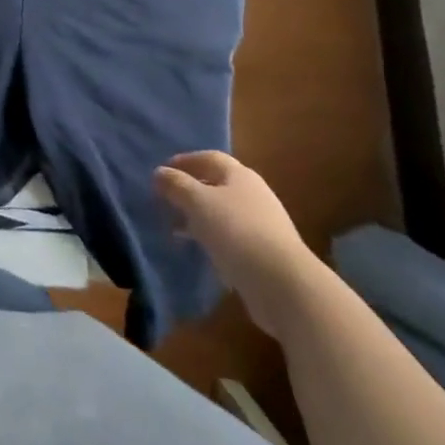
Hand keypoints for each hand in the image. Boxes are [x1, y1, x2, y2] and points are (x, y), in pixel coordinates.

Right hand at [155, 150, 325, 337]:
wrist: (285, 286)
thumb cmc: (237, 232)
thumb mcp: (198, 202)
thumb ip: (176, 185)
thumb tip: (159, 173)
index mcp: (240, 175)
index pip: (208, 158)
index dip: (184, 162)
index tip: (162, 172)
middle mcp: (254, 195)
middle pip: (216, 185)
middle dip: (190, 191)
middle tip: (166, 201)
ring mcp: (263, 226)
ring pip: (223, 214)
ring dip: (199, 218)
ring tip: (177, 229)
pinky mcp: (265, 254)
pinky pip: (232, 238)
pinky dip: (213, 239)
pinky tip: (201, 251)